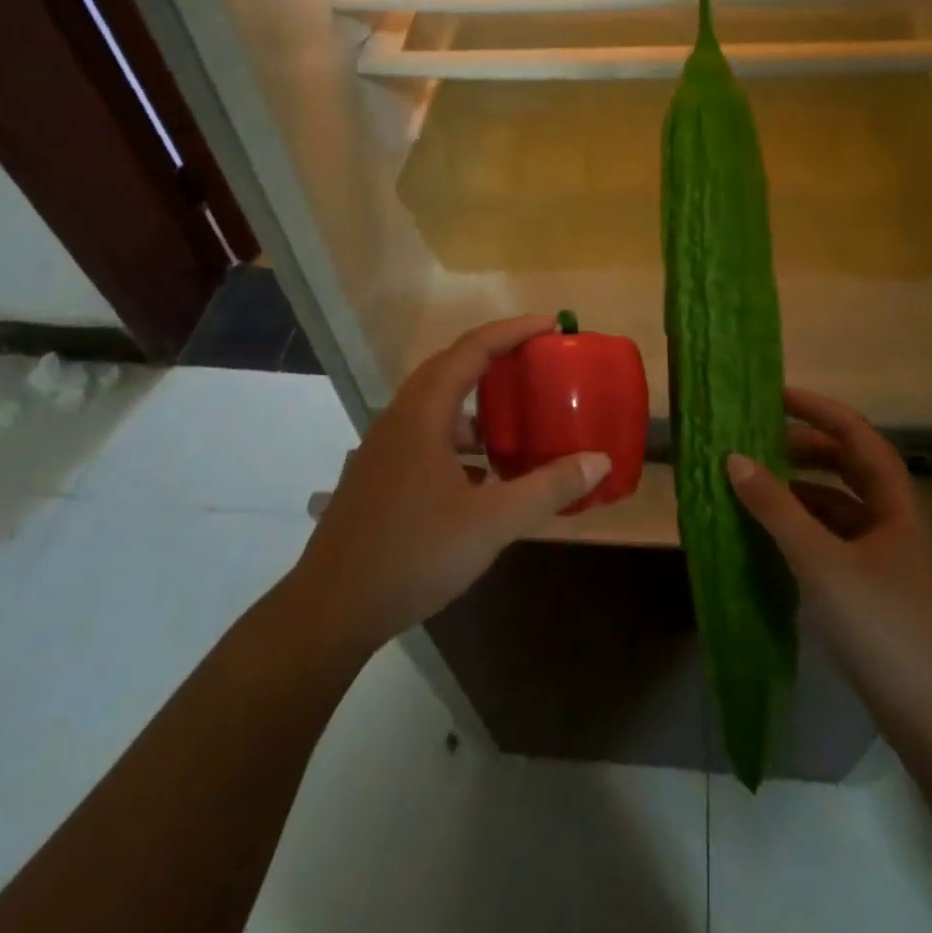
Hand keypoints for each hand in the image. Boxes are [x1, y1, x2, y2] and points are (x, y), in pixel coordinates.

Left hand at [289, 316, 610, 652]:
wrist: (332, 607)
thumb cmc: (413, 554)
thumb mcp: (491, 523)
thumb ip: (547, 488)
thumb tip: (599, 460)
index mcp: (423, 412)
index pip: (472, 348)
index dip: (514, 330)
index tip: (551, 325)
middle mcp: (400, 416)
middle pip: (452, 366)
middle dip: (497, 357)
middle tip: (538, 361)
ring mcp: (385, 445)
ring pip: (437, 403)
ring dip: (477, 401)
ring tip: (517, 418)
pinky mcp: (380, 472)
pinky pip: (427, 433)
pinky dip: (460, 436)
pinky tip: (484, 471)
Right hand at [726, 388, 931, 729]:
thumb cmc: (881, 625)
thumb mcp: (821, 562)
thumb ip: (776, 508)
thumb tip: (734, 458)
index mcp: (897, 505)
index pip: (859, 437)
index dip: (820, 411)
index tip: (777, 396)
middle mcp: (897, 522)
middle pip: (850, 468)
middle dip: (806, 449)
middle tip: (759, 441)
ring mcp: (889, 557)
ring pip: (841, 505)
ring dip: (802, 489)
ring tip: (757, 484)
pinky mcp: (877, 588)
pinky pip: (835, 538)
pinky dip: (805, 526)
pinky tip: (775, 534)